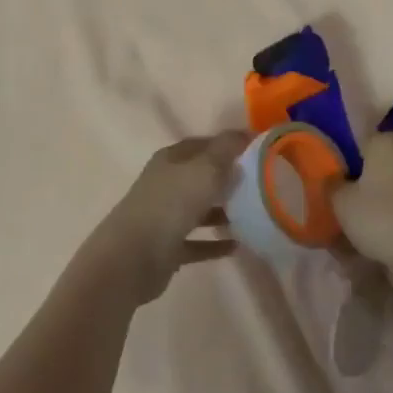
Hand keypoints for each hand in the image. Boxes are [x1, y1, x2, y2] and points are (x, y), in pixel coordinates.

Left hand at [84, 132, 246, 303]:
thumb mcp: (204, 170)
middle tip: (260, 184)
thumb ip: (226, 150)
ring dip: (223, 212)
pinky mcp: (167, 248)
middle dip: (228, 179)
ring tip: (253, 215)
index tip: (257, 151)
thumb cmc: (169, 205)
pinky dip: (214, 243)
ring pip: (199, 209)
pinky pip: (197, 242)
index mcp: (171, 160)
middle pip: (201, 176)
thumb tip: (244, 134)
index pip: (203, 144)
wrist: (131, 258)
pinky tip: (236, 246)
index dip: (228, 145)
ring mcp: (164, 216)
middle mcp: (166, 184)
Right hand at [332, 133, 392, 276]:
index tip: (335, 181)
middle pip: (379, 161)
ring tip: (365, 221)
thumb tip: (333, 179)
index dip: (345, 161)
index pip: (359, 142)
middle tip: (348, 201)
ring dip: (383, 195)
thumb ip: (333, 186)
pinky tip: (387, 229)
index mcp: (386, 140)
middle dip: (365, 178)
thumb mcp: (342, 203)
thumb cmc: (381, 217)